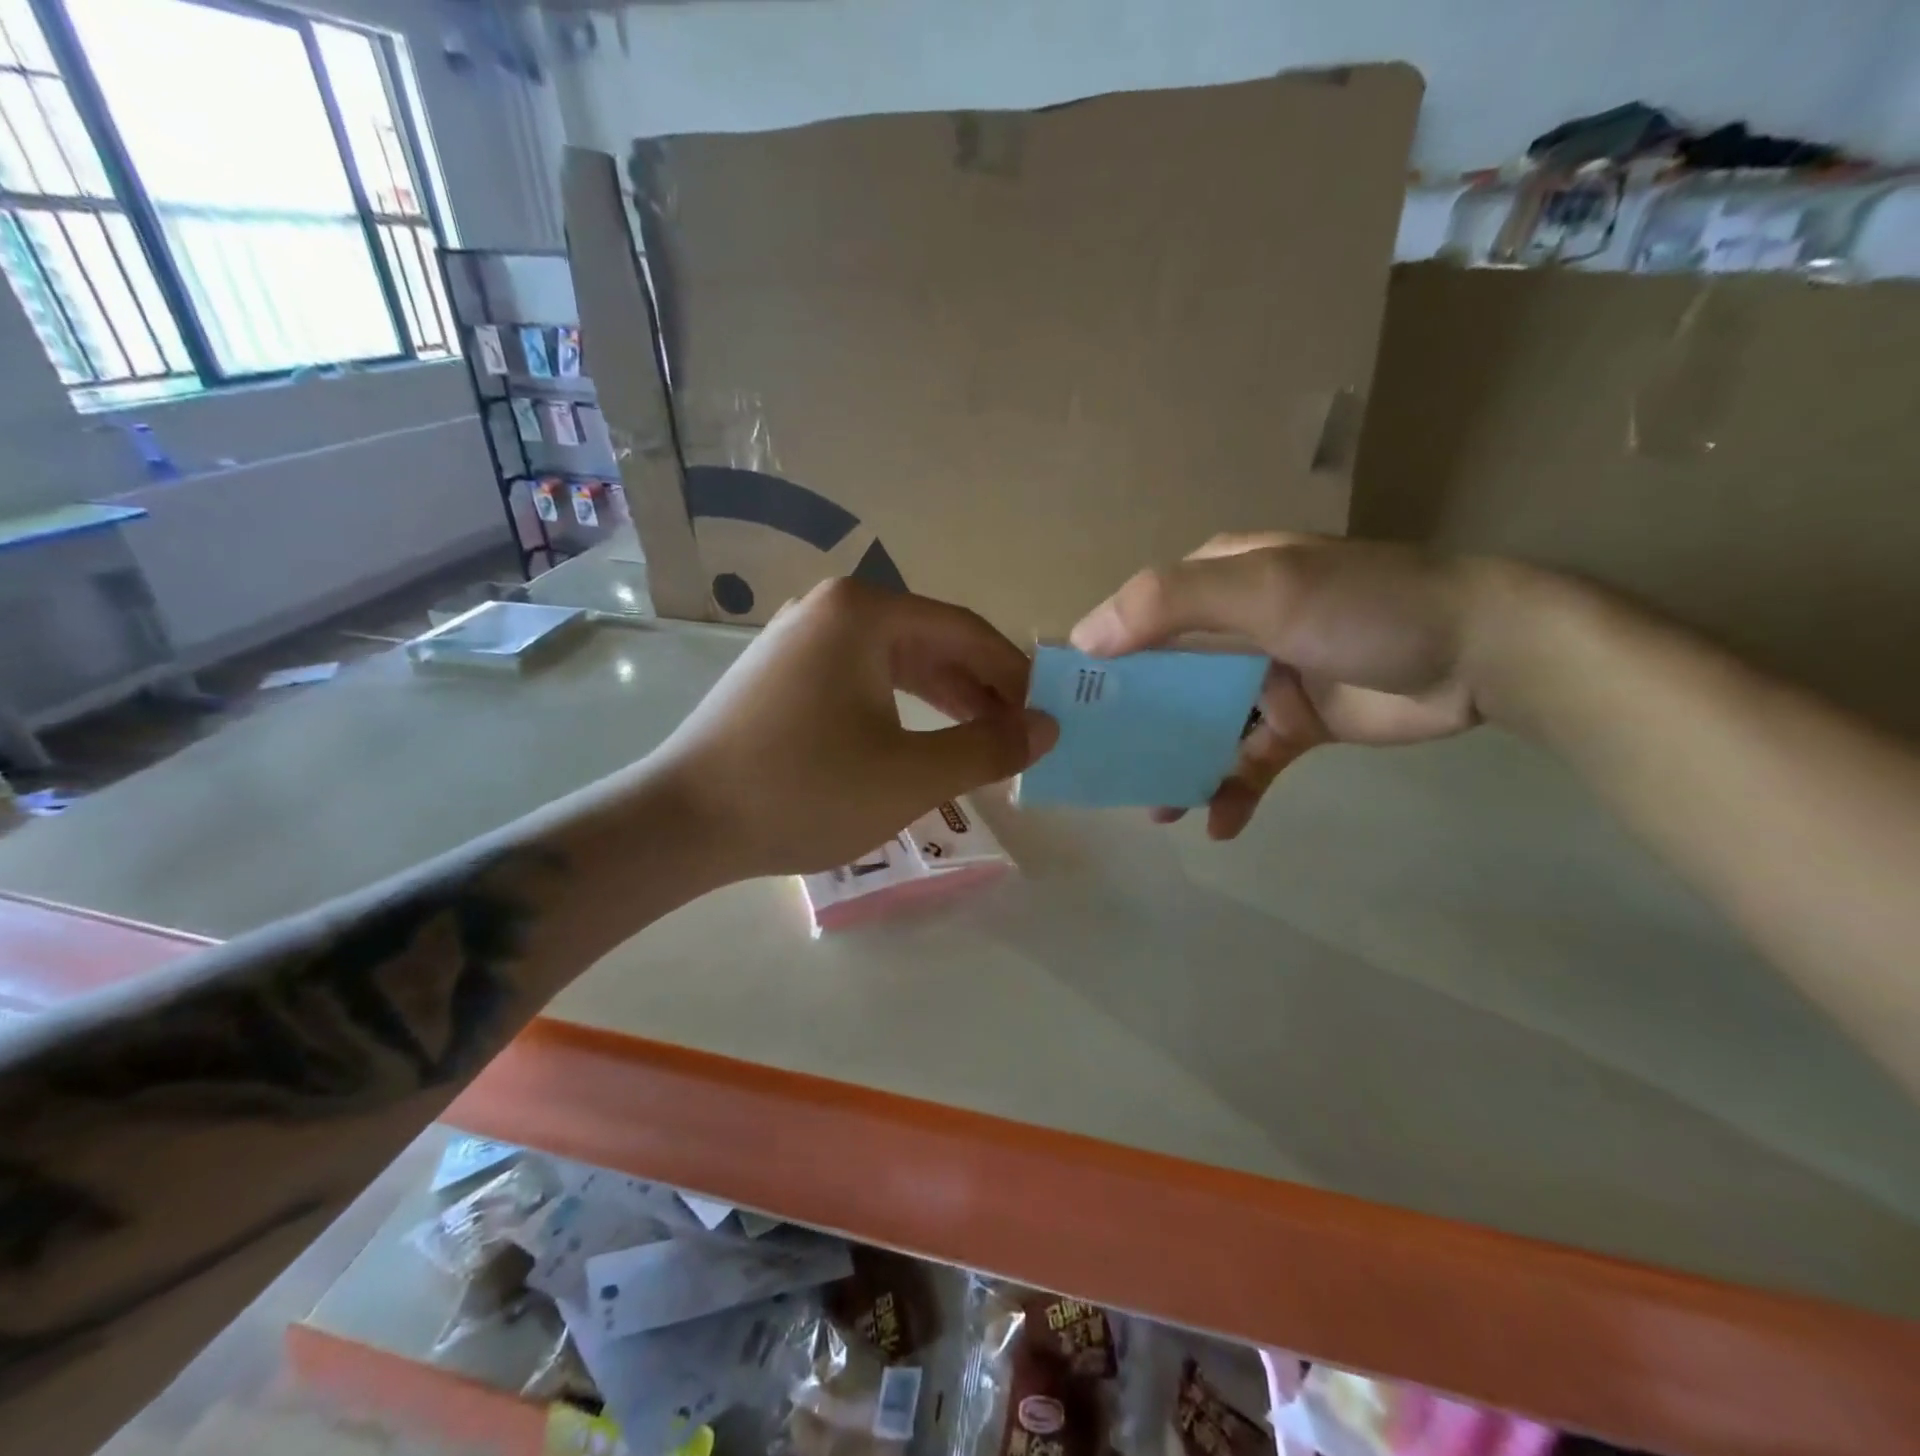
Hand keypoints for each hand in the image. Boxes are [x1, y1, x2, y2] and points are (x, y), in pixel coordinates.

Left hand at [653, 577, 1057, 881]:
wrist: (684, 822)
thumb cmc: (806, 789)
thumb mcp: (913, 775)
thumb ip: (990, 747)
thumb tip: (1048, 727)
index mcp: (865, 612)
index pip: (966, 632)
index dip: (1015, 675)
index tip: (1048, 714)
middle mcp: (832, 608)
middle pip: (931, 642)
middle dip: (981, 690)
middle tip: (1021, 736)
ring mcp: (800, 638)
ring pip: (896, 663)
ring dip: (944, 700)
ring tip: (982, 744)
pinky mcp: (783, 673)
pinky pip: (862, 679)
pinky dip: (901, 708)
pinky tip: (921, 741)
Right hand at [1070, 533, 1496, 838]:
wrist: (1482, 654)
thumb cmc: (1361, 608)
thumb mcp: (1261, 588)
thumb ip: (1169, 605)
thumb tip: (1085, 639)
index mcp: (1218, 582)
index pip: (1138, 618)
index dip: (1099, 659)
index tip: (1065, 707)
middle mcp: (1233, 629)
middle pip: (1163, 679)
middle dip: (1133, 725)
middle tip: (1099, 769)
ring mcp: (1265, 678)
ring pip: (1201, 726)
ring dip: (1177, 765)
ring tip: (1155, 809)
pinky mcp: (1296, 724)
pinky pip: (1249, 761)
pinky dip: (1232, 791)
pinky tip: (1219, 824)